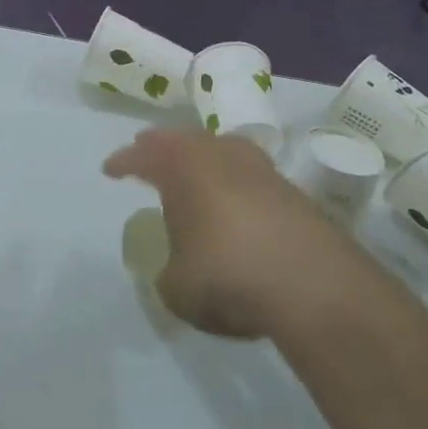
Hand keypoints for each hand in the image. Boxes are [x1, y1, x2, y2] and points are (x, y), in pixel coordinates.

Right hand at [104, 129, 392, 339]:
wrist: (316, 288)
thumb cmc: (228, 277)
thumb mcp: (177, 287)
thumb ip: (171, 272)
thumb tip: (181, 268)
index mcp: (184, 170)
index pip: (145, 157)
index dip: (124, 162)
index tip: (110, 169)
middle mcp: (222, 160)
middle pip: (186, 140)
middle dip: (164, 144)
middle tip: (148, 146)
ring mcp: (264, 174)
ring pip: (225, 149)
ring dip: (205, 155)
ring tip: (195, 165)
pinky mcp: (297, 196)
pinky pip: (253, 176)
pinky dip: (236, 181)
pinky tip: (236, 199)